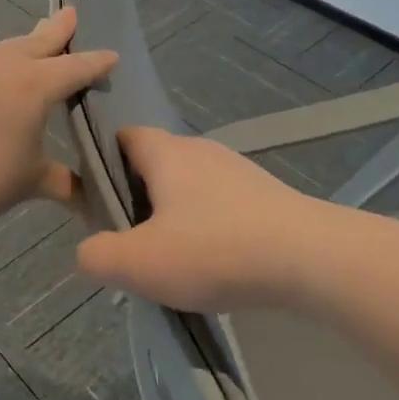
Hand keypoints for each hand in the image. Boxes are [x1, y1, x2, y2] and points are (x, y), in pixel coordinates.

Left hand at [0, 10, 116, 241]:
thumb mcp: (32, 181)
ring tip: (31, 51)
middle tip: (71, 14)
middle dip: (58, 30)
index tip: (111, 56)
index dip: (96, 62)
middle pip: (38, 41)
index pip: (76, 67)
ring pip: (5, 49)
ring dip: (23, 49)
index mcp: (34, 84)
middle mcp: (2, 63)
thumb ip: (65, 182)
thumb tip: (90, 202)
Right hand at [75, 129, 327, 313]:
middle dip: (138, 198)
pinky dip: (208, 228)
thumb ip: (97, 254)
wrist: (309, 257)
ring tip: (172, 260)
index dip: (103, 162)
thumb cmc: (214, 249)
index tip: (97, 202)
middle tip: (129, 241)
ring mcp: (239, 172)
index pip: (124, 136)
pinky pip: (221, 206)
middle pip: (157, 165)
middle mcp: (203, 151)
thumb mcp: (138, 262)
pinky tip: (214, 263)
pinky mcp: (265, 197)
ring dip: (174, 217)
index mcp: (167, 153)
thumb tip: (90, 250)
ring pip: (190, 187)